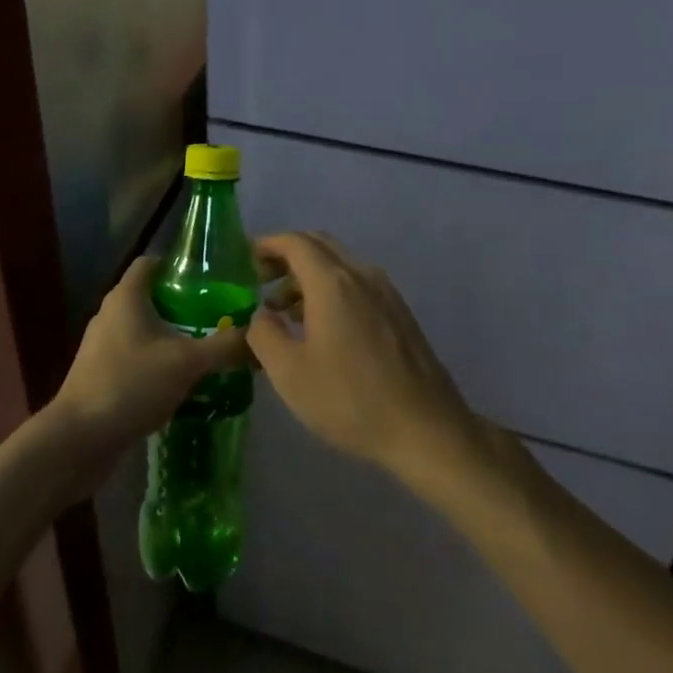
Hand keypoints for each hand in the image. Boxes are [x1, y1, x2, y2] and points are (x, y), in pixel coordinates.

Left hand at [47, 256, 249, 459]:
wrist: (79, 439)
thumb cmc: (130, 384)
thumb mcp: (186, 362)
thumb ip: (225, 346)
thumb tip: (259, 335)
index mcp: (126, 297)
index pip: (152, 262)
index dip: (179, 265)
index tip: (211, 279)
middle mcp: (110, 313)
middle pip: (151, 297)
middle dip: (184, 306)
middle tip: (219, 317)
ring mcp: (102, 346)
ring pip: (144, 330)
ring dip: (172, 337)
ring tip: (207, 350)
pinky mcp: (100, 375)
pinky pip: (135, 357)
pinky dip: (158, 362)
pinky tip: (182, 383)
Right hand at [248, 232, 478, 477]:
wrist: (427, 430)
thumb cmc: (351, 399)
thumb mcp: (290, 373)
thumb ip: (264, 333)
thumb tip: (260, 313)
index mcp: (332, 282)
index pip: (294, 242)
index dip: (267, 245)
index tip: (244, 259)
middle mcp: (360, 274)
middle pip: (318, 245)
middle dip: (286, 255)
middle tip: (260, 279)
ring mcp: (385, 292)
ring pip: (339, 264)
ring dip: (308, 275)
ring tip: (283, 309)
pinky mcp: (399, 313)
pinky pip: (357, 283)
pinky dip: (331, 289)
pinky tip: (321, 327)